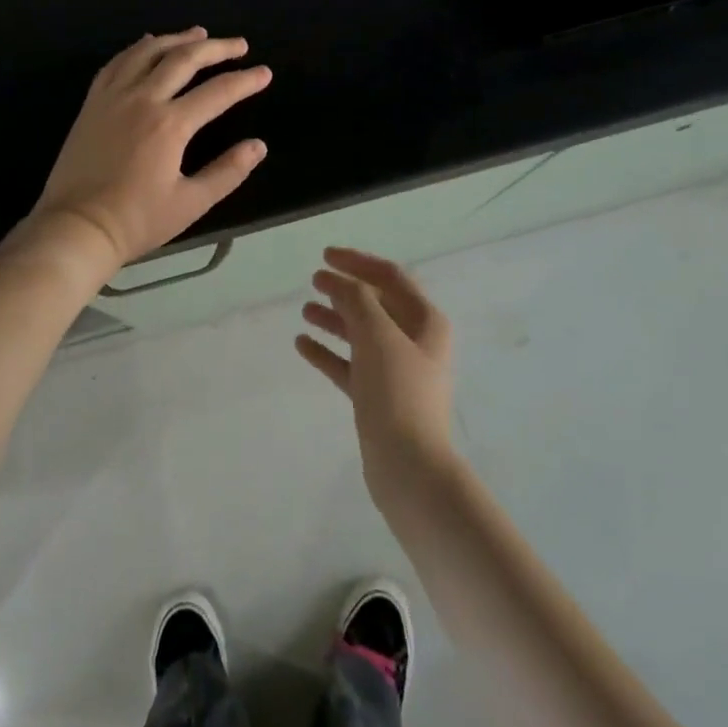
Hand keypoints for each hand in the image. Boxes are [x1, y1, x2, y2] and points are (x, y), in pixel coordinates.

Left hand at [29, 28, 270, 266]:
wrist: (75, 228)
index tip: (265, 73)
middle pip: (184, 59)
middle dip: (216, 48)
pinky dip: (138, 48)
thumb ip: (227, 172)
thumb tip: (258, 146)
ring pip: (148, 52)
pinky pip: (117, 63)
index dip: (246, 80)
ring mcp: (113, 97)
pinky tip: (148, 45)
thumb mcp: (190, 203)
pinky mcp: (92, 103)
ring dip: (177, 39)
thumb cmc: (136, 220)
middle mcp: (142, 99)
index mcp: (170, 124)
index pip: (218, 91)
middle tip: (239, 45)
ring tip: (199, 34)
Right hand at [297, 247, 457, 508]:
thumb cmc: (398, 393)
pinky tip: (302, 344)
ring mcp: (396, 372)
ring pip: (361, 334)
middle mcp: (414, 342)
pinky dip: (328, 352)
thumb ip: (356, 300)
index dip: (358, 262)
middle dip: (345, 290)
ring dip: (334, 318)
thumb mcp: (376, 335)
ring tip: (305, 310)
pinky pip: (350, 365)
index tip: (326, 256)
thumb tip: (338, 281)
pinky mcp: (379, 399)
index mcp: (425, 321)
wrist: (409, 469)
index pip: (390, 277)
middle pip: (376, 304)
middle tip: (314, 280)